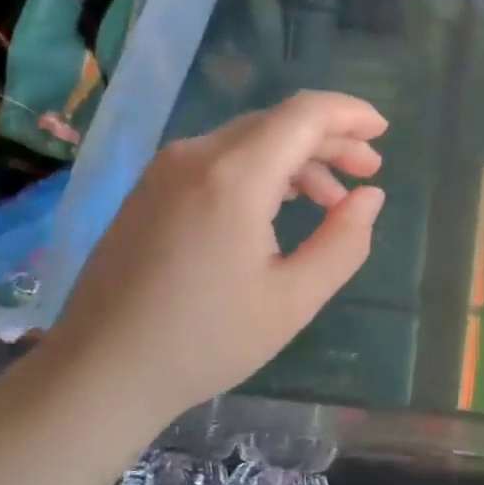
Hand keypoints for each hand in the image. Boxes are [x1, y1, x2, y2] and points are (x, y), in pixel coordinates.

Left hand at [47, 91, 386, 415]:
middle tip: (368, 171)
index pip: (304, 114)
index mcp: (234, 176)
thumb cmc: (205, 341)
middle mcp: (196, 155)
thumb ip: (343, 242)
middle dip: (330, 140)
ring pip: (247, 141)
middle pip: (277, 123)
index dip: (350, 113)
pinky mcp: (149, 189)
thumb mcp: (293, 300)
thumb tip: (369, 196)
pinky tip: (278, 206)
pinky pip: (218, 160)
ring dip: (296, 160)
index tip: (383, 131)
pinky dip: (260, 171)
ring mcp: (165, 169)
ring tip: (331, 200)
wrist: (100, 370)